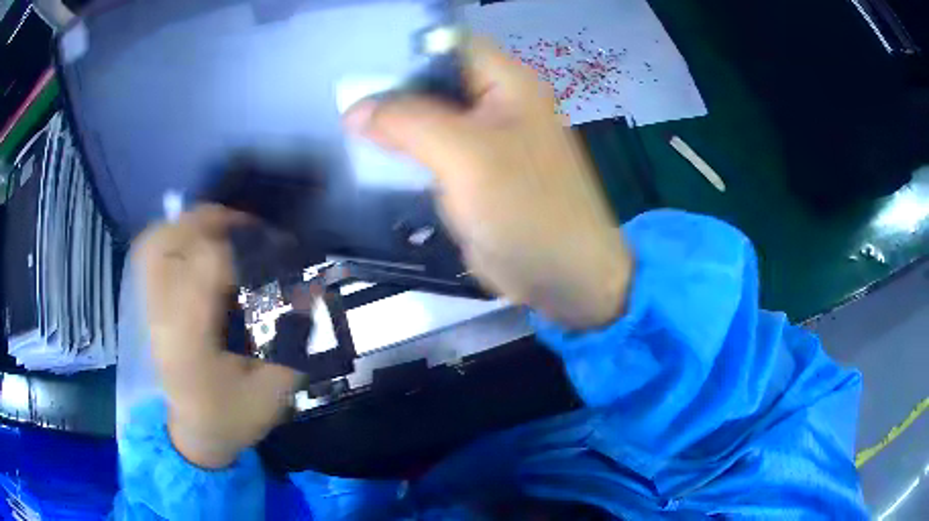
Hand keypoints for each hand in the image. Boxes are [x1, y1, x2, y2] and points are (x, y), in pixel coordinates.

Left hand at [134, 206, 299, 468]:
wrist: (194, 432)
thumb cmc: (233, 417)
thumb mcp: (275, 390)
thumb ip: (293, 339)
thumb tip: (311, 285)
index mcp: (190, 340)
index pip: (208, 264)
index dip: (246, 248)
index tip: (279, 254)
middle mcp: (162, 315)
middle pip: (175, 241)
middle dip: (216, 223)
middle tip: (252, 230)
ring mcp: (150, 308)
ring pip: (157, 241)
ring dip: (192, 224)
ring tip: (225, 229)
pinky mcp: (148, 305)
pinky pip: (149, 253)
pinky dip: (173, 236)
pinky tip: (198, 243)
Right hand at [345, 40, 632, 329]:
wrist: (562, 277)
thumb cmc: (527, 210)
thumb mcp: (466, 156)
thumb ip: (408, 123)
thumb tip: (355, 110)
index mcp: (508, 82)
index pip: (448, 45)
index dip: (405, 53)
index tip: (359, 72)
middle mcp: (497, 102)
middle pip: (435, 80)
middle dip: (392, 91)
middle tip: (345, 104)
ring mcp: (485, 139)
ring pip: (430, 117)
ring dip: (395, 124)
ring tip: (349, 129)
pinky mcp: (474, 172)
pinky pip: (433, 150)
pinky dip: (405, 152)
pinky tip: (373, 157)